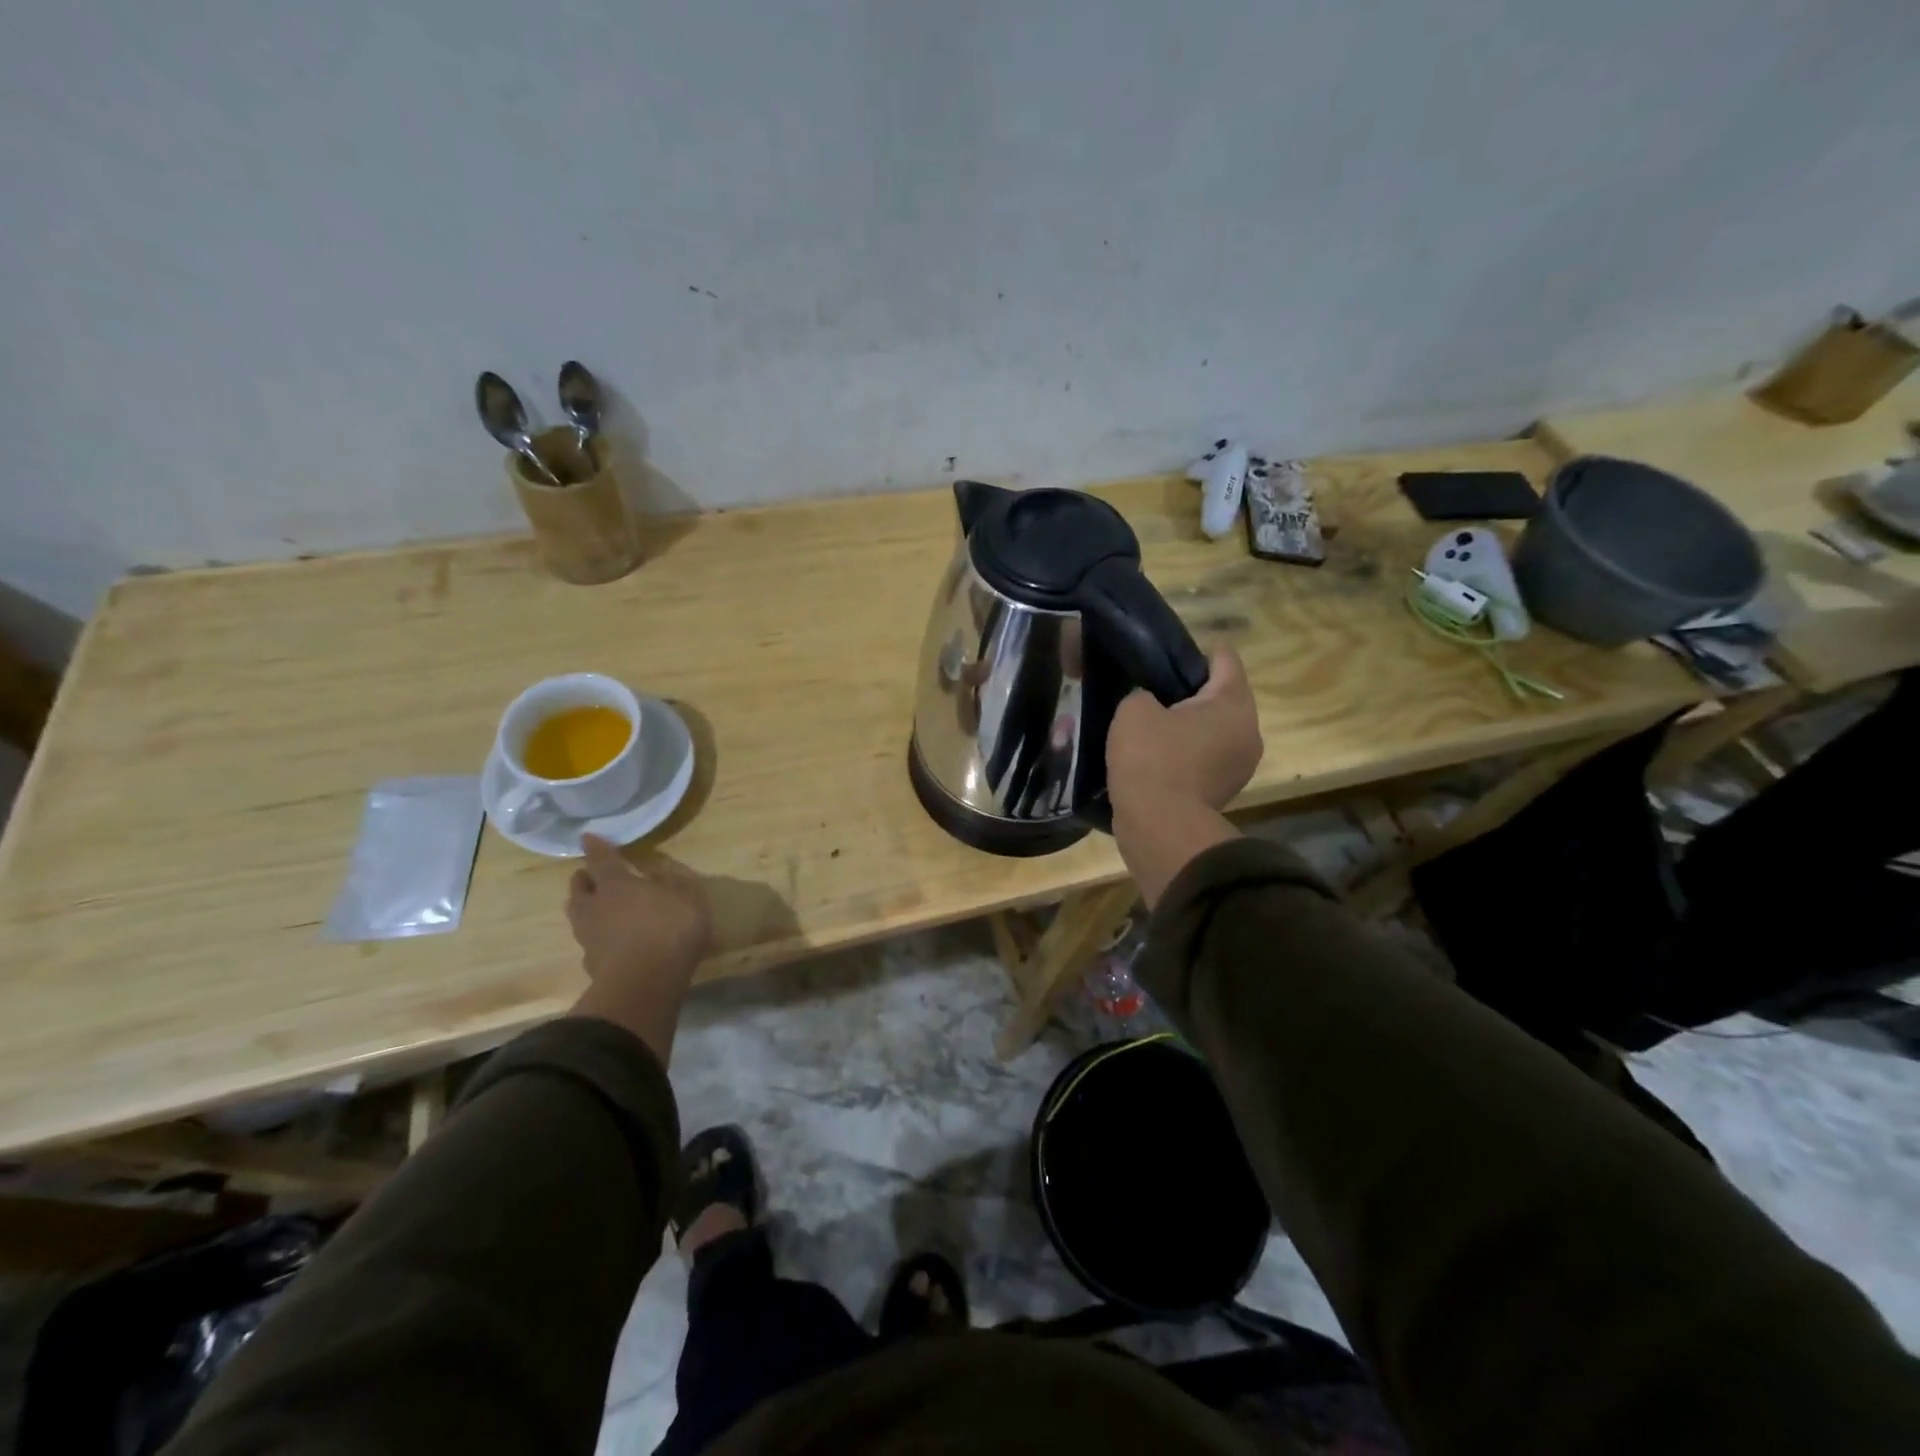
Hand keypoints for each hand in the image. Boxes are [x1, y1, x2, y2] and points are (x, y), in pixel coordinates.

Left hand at [567, 834, 712, 1058]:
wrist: (644, 984)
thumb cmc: (670, 929)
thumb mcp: (688, 897)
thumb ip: (674, 881)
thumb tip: (658, 870)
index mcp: (617, 884)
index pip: (601, 859)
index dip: (596, 847)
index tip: (587, 836)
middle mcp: (596, 906)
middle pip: (579, 888)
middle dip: (584, 879)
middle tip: (592, 876)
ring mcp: (589, 937)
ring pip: (578, 916)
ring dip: (584, 908)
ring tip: (596, 908)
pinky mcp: (591, 965)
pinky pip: (589, 944)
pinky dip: (596, 939)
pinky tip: (607, 942)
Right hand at [1106, 648, 1262, 814]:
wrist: (1159, 826)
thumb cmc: (1151, 758)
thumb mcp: (1133, 710)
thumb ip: (1143, 693)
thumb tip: (1150, 702)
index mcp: (1233, 703)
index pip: (1224, 659)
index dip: (1195, 651)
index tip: (1165, 655)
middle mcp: (1248, 731)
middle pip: (1223, 696)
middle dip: (1191, 691)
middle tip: (1154, 690)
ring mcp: (1240, 765)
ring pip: (1215, 729)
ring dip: (1189, 725)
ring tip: (1152, 724)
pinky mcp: (1224, 791)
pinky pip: (1207, 757)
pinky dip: (1187, 752)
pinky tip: (1156, 754)